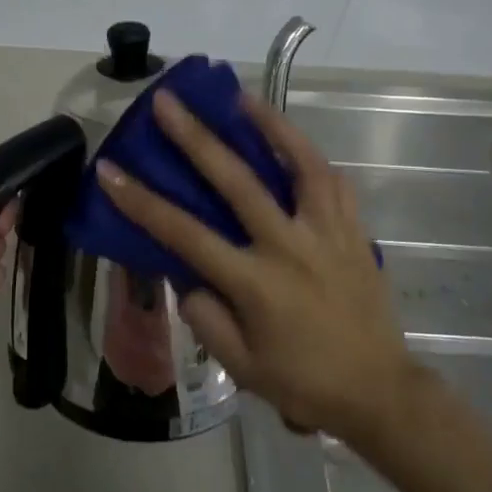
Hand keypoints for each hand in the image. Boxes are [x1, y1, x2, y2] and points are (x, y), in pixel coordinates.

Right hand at [95, 90, 413, 440]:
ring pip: (301, 164)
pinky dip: (310, 155)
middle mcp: (289, 247)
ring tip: (242, 97)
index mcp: (255, 283)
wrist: (381, 394)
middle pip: (238, 181)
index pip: (186, 234)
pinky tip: (292, 141)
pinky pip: (333, 182)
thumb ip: (206, 318)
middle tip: (168, 102)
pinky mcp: (354, 232)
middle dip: (196, 137)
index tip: (110, 169)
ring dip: (270, 124)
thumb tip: (187, 276)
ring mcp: (326, 233)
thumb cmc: (304, 383)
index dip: (142, 201)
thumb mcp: (240, 367)